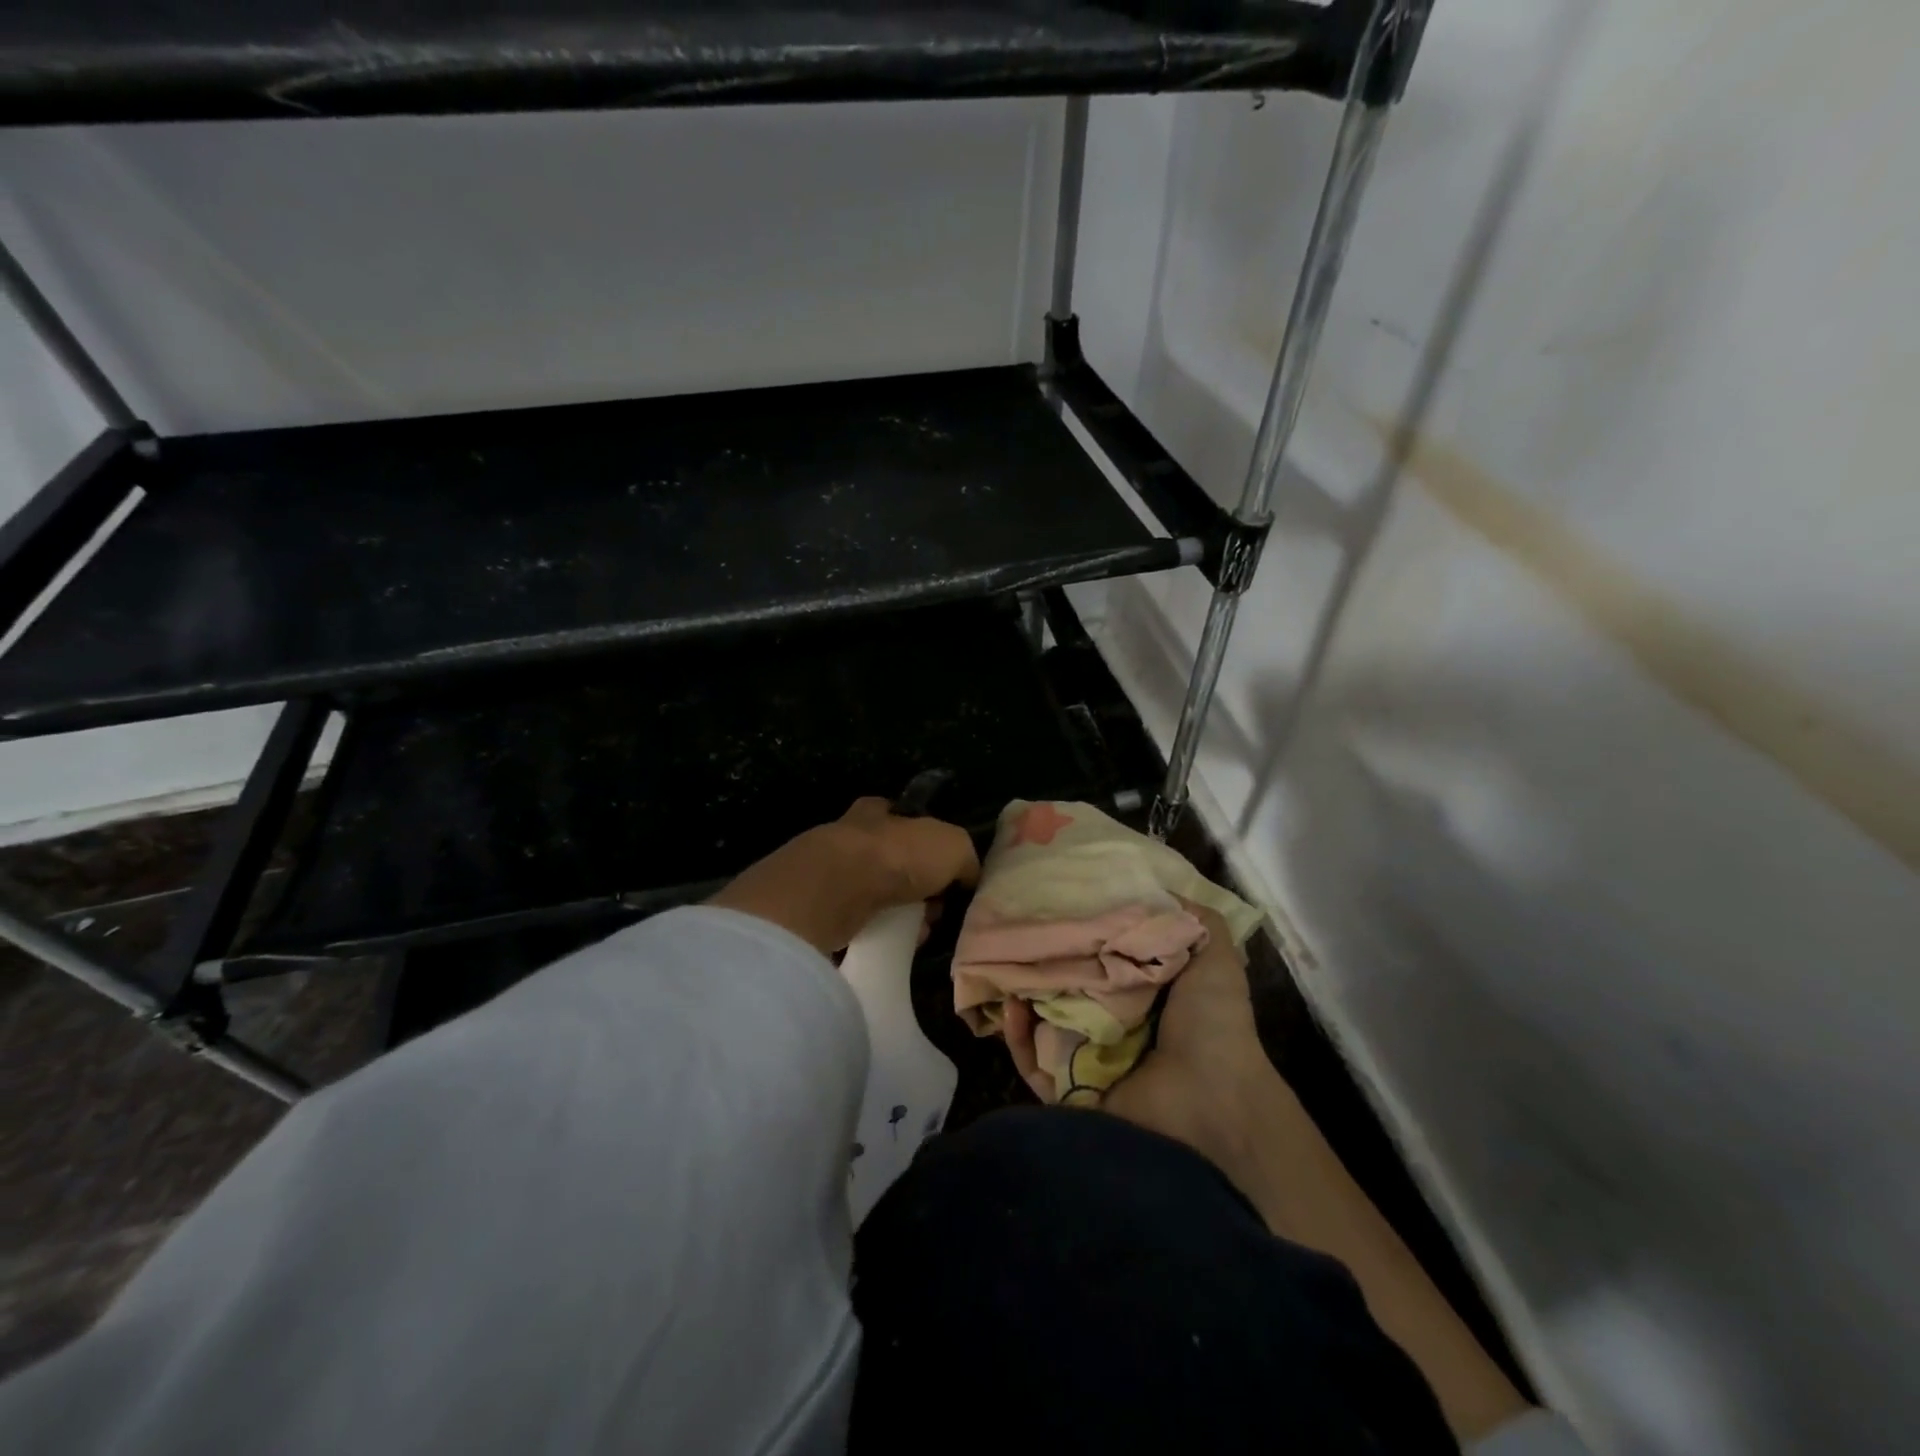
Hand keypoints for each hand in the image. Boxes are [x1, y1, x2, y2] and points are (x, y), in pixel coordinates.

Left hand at [709, 797, 979, 955]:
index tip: (941, 867)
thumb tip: (967, 875)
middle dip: (914, 884)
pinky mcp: (819, 910)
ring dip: (898, 913)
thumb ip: (963, 857)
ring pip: (874, 894)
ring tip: (921, 932)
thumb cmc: (897, 855)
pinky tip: (897, 945)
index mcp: (877, 812)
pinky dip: (878, 934)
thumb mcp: (952, 845)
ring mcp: (830, 874)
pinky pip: (857, 923)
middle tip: (935, 907)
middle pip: (889, 860)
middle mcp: (850, 837)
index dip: (922, 840)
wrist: (839, 891)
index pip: (900, 819)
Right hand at [1001, 899, 1282, 1162]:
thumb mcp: (1215, 960)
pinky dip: (1018, 1039)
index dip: (1087, 937)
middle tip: (1024, 933)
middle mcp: (1120, 1031)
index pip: (1109, 963)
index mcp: (1151, 1002)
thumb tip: (1159, 888)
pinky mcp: (1070, 1095)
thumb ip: (1193, 923)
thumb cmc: (1211, 1026)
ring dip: (1025, 998)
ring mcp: (1093, 1065)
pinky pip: (1034, 1065)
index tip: (1063, 907)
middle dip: (1049, 965)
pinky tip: (1011, 1007)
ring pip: (1046, 1025)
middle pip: (1073, 992)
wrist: (1208, 1105)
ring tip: (1008, 965)